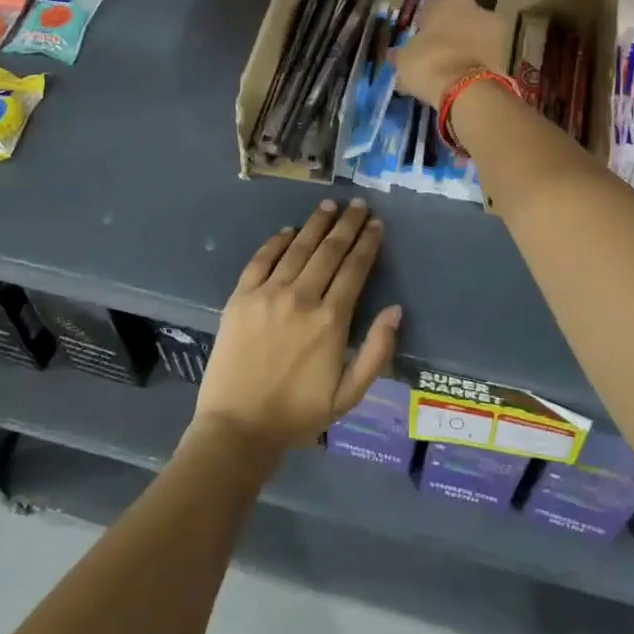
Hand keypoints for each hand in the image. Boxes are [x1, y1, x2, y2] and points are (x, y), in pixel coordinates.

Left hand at [194, 198, 402, 454]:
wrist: (237, 428)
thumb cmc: (298, 414)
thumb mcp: (349, 395)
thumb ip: (377, 351)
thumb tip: (395, 310)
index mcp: (331, 320)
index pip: (355, 269)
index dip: (367, 243)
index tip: (376, 224)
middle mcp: (301, 298)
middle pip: (329, 250)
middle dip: (347, 224)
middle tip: (358, 205)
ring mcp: (268, 294)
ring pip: (298, 248)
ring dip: (316, 224)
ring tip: (329, 205)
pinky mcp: (241, 297)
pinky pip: (262, 259)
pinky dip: (277, 241)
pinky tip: (289, 230)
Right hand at [392, 0, 507, 106]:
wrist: (467, 90)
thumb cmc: (429, 61)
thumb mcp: (404, 58)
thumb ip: (400, 53)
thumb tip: (393, 55)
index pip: (432, 4)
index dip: (423, 22)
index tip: (417, 38)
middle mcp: (476, 6)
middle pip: (457, 19)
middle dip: (446, 34)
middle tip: (432, 53)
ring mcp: (495, 30)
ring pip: (472, 37)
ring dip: (461, 49)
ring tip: (446, 70)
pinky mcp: (506, 54)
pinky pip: (482, 56)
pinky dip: (473, 64)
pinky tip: (459, 80)